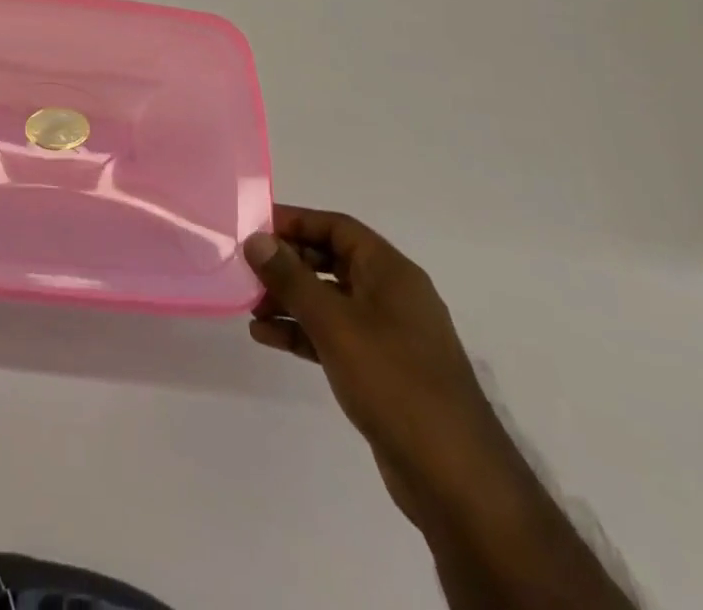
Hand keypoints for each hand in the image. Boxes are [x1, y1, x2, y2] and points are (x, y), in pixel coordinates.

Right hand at [245, 207, 520, 525]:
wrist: (456, 481)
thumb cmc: (395, 382)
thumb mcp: (334, 322)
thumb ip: (291, 278)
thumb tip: (256, 239)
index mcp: (391, 273)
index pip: (337, 227)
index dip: (295, 221)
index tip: (254, 228)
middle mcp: (391, 296)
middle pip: (330, 260)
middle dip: (287, 263)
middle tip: (246, 269)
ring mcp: (388, 335)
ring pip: (328, 300)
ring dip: (289, 299)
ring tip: (249, 307)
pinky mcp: (381, 371)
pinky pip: (333, 335)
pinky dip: (302, 331)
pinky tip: (267, 337)